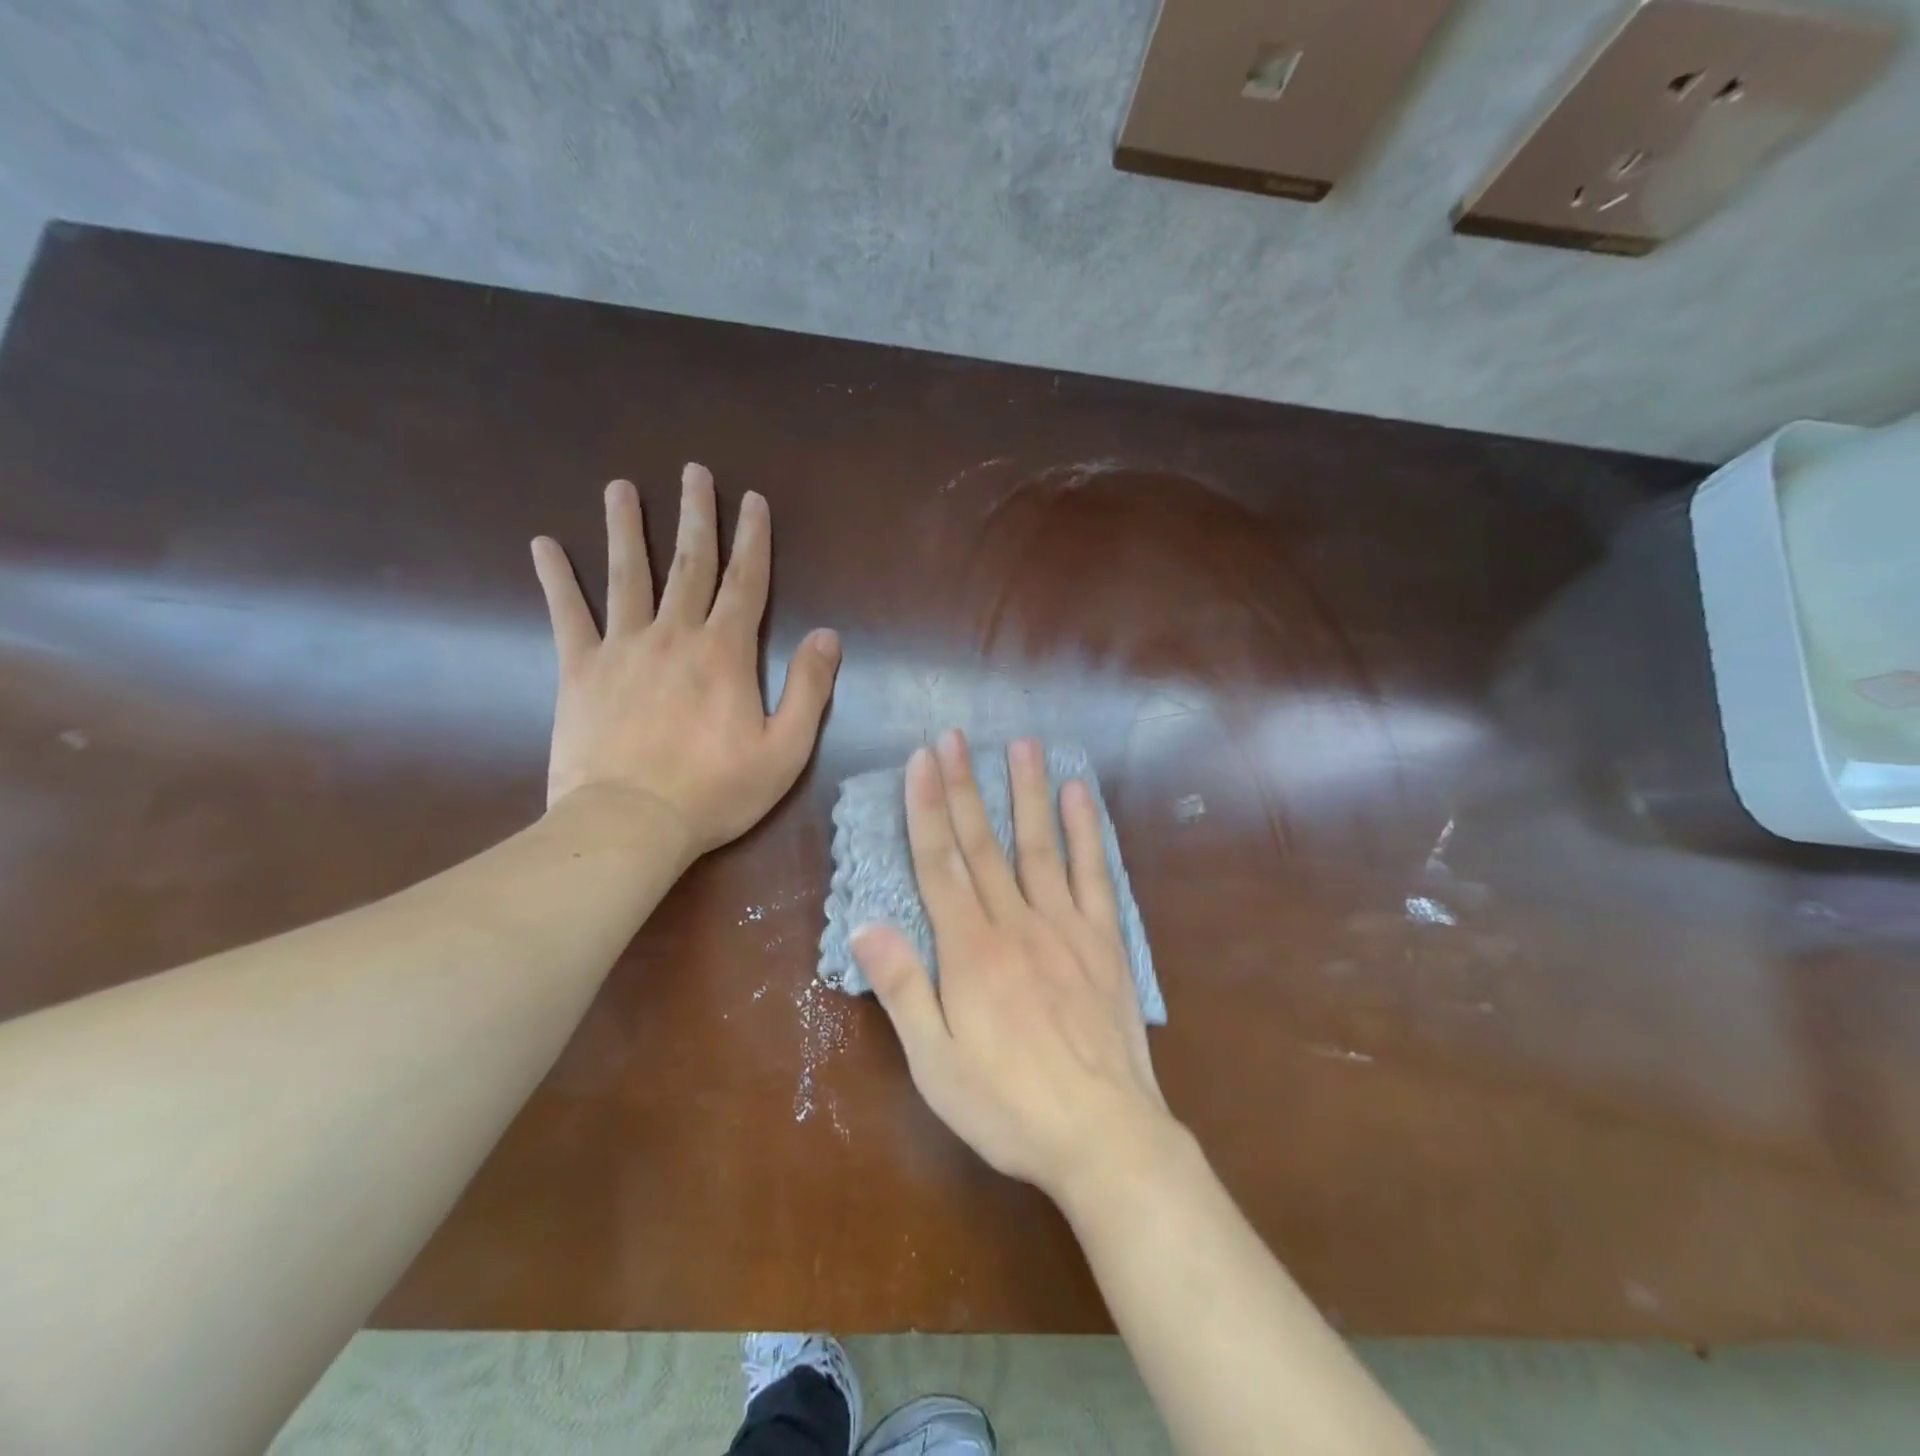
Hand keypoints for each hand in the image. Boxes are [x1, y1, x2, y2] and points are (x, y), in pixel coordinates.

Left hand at [531, 462, 840, 853]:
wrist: (630, 823)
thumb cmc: (716, 791)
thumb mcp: (786, 749)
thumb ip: (809, 689)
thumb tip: (826, 635)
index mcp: (725, 653)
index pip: (746, 583)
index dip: (753, 539)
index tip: (753, 500)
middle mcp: (674, 635)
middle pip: (688, 565)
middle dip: (695, 516)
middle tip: (694, 472)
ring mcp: (622, 648)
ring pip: (626, 575)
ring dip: (625, 529)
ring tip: (620, 488)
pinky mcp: (579, 670)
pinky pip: (567, 615)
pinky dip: (555, 579)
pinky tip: (542, 544)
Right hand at [852, 729, 1177, 1203]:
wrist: (1103, 1134)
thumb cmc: (1008, 1106)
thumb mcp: (936, 1064)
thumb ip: (902, 989)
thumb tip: (865, 924)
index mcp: (970, 951)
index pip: (939, 863)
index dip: (927, 808)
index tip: (921, 761)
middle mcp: (1015, 923)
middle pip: (982, 843)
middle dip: (965, 786)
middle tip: (954, 737)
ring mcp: (1065, 926)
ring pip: (1038, 845)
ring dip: (1026, 791)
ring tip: (1021, 744)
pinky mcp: (1105, 939)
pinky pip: (1093, 874)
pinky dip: (1086, 831)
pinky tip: (1078, 794)